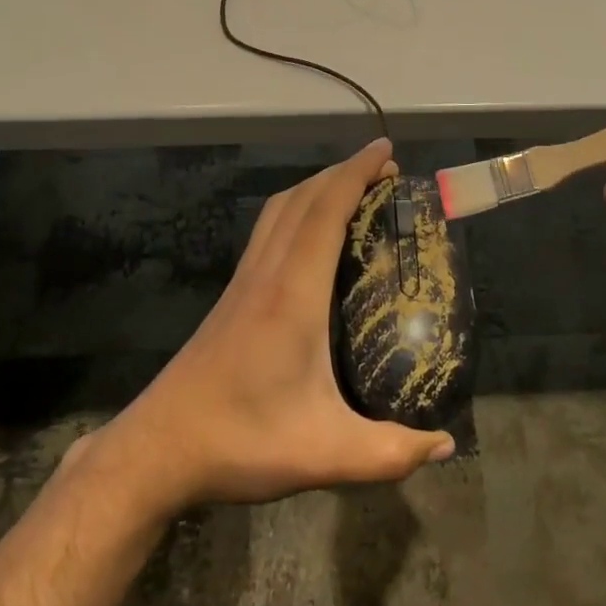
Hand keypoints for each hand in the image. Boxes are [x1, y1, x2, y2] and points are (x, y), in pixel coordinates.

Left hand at [74, 138, 455, 520]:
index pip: (325, 212)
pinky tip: (312, 234)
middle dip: (343, 172)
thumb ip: (390, 453)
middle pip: (302, 199)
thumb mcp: (324, 455)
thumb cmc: (241, 441)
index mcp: (292, 295)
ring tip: (353, 189)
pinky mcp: (232, 295)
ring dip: (316, 186)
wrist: (159, 448)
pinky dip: (297, 209)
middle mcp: (267, 274)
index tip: (385, 151)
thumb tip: (446, 446)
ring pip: (280, 210)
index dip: (356, 174)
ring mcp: (244, 281)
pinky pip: (269, 230)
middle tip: (384, 170)